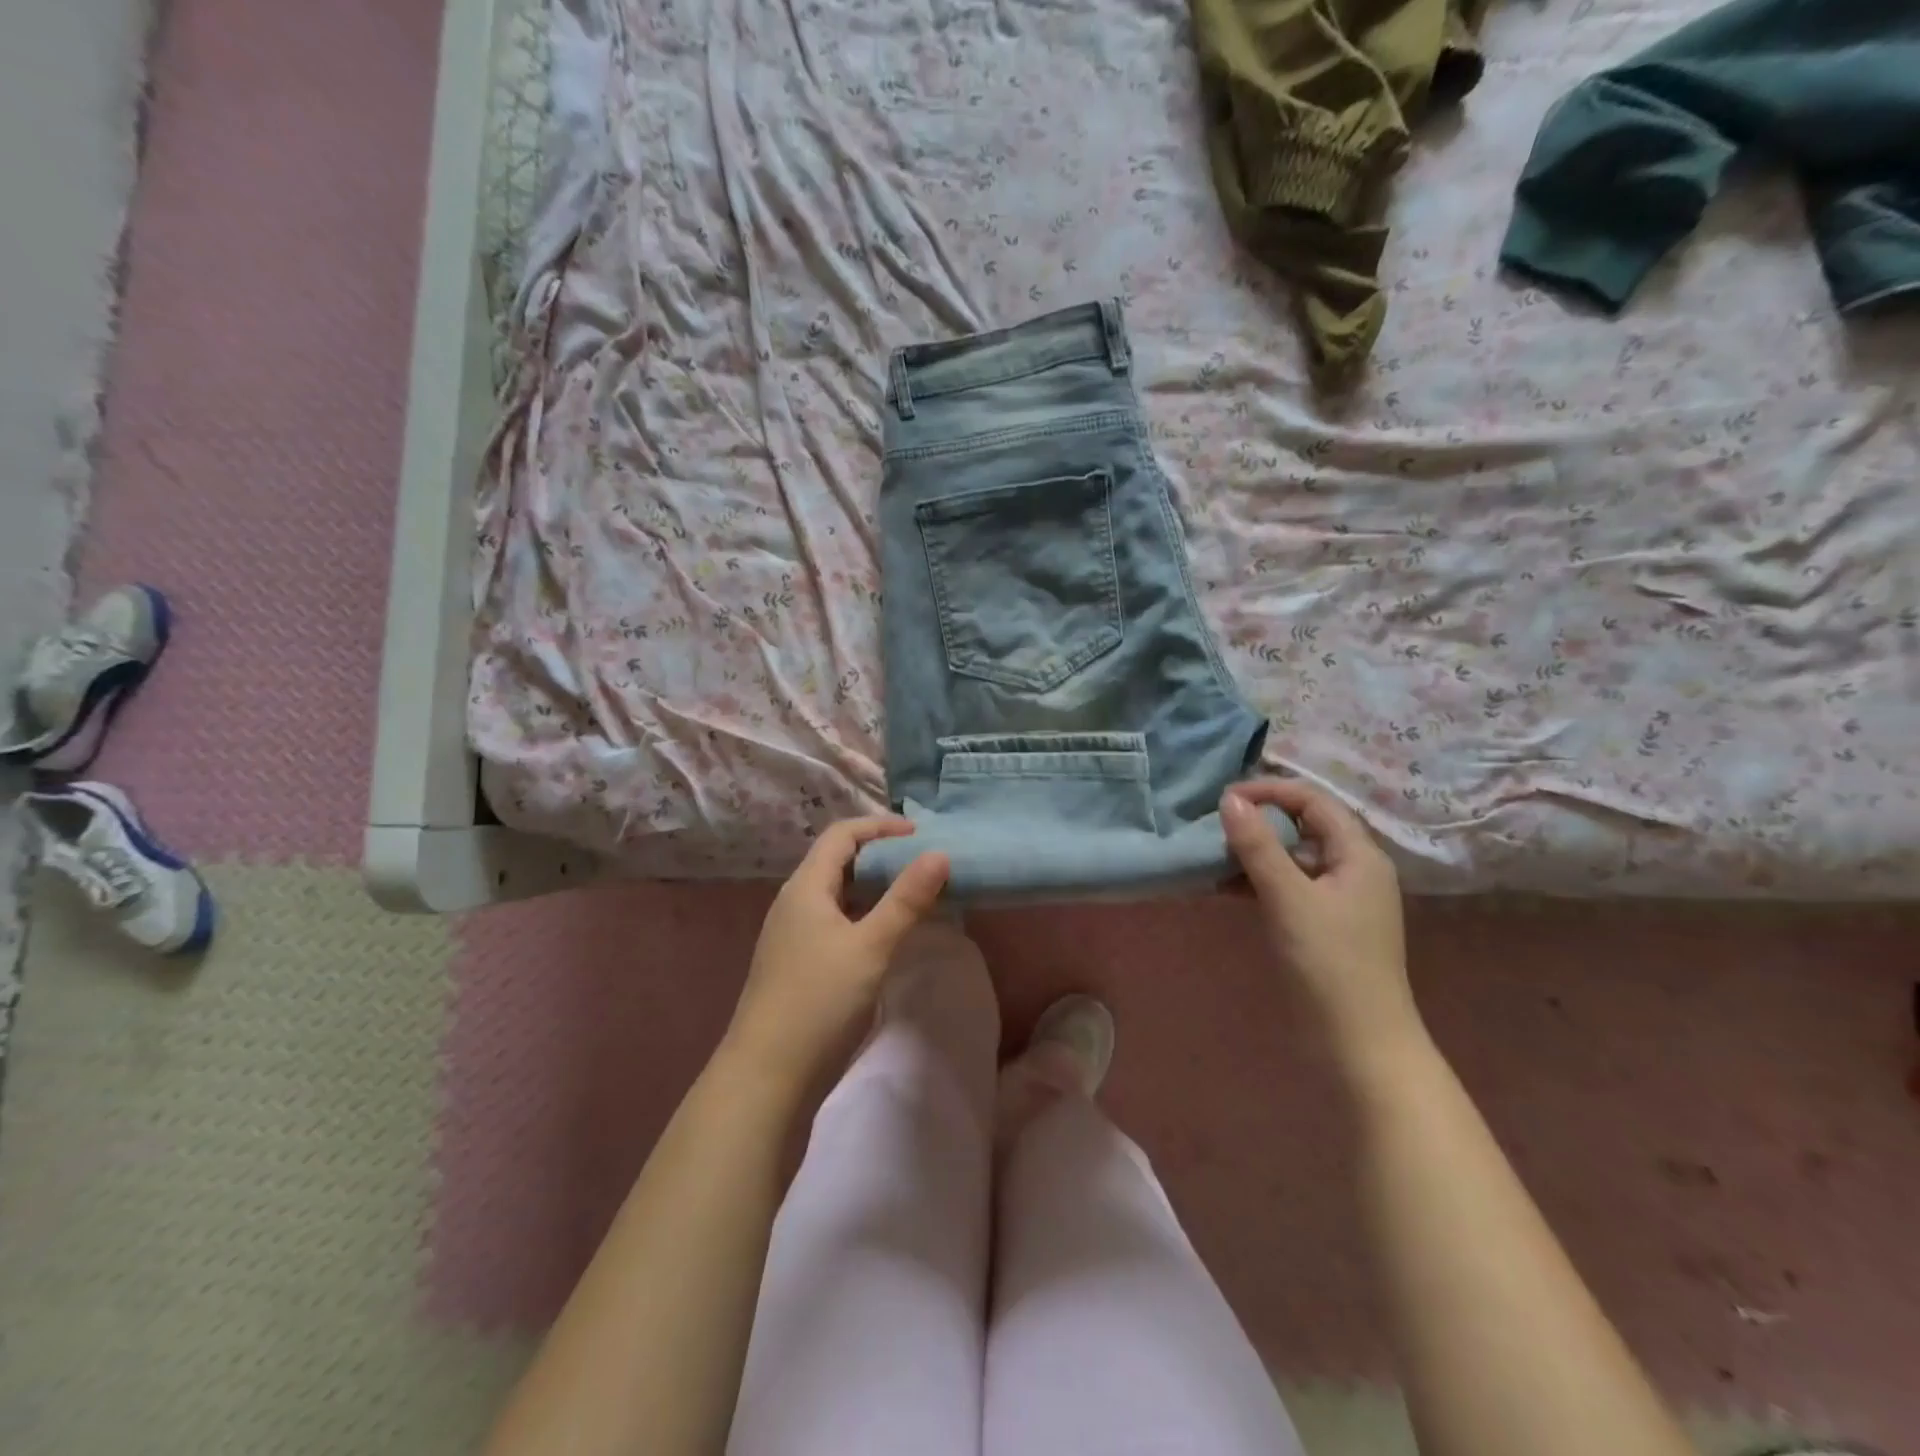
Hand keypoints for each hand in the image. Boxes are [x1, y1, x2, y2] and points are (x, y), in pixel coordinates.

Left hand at [725, 817, 949, 1091]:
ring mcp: (792, 936)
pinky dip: (864, 916)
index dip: (880, 826)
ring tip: (912, 895)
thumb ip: (906, 899)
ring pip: (837, 895)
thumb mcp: (871, 946)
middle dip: (880, 855)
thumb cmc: (819, 1002)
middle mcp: (794, 903)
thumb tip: (938, 853)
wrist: (767, 1078)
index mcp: (806, 887)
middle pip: (837, 861)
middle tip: (922, 863)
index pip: (842, 834)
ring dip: (873, 887)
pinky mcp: (797, 965)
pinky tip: (886, 937)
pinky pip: (835, 922)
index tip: (920, 834)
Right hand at [1220, 779, 1421, 1065]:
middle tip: (1213, 827)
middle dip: (1257, 821)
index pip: (1312, 801)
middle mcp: (1352, 869)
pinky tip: (1222, 888)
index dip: (1269, 791)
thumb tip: (1230, 799)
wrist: (1357, 1044)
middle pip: (1302, 826)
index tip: (1224, 800)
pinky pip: (1286, 887)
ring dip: (1253, 853)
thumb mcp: (1288, 897)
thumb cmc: (1327, 963)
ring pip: (1290, 859)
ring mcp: (1337, 900)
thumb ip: (1258, 845)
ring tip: (1210, 856)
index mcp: (1358, 854)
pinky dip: (1256, 882)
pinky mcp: (1321, 925)